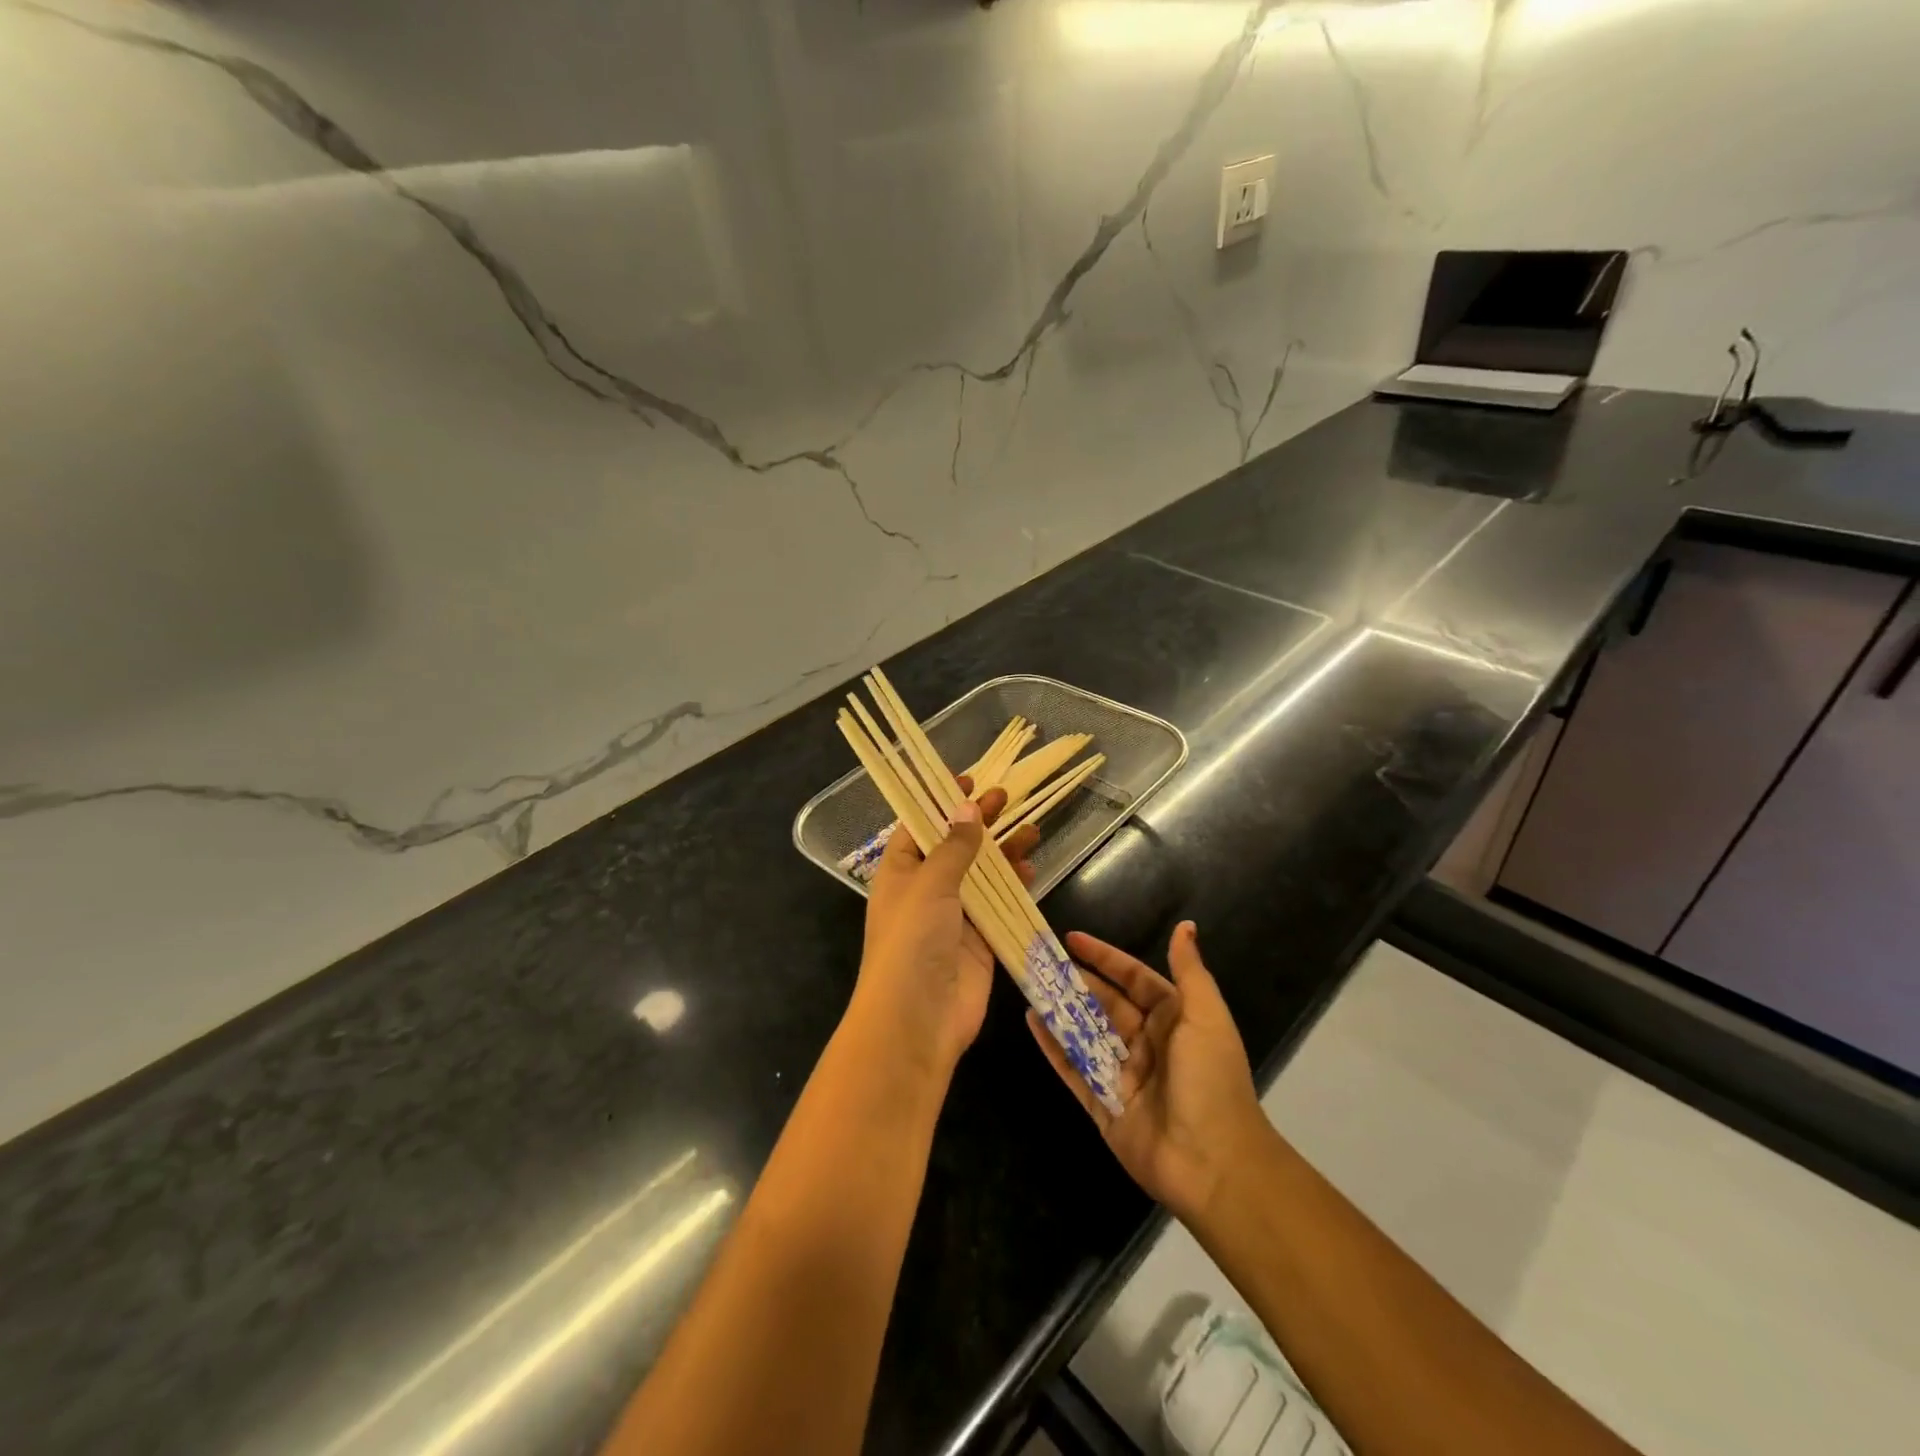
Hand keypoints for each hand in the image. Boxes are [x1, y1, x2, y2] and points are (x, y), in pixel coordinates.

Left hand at [851, 781, 1039, 1081]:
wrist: (917, 1020)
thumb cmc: (911, 941)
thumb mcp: (929, 884)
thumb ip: (954, 846)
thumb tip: (967, 807)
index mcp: (900, 871)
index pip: (919, 825)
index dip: (940, 801)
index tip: (967, 779)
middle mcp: (925, 889)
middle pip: (955, 845)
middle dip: (978, 821)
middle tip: (1005, 797)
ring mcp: (954, 915)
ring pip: (982, 873)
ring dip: (1003, 851)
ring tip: (1031, 828)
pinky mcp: (979, 939)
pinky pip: (999, 903)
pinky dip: (1014, 885)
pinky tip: (1030, 868)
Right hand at [1026, 921, 1269, 1223]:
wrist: (1214, 1164)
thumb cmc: (1211, 1080)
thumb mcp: (1207, 1017)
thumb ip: (1189, 971)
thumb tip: (1186, 926)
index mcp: (1173, 1020)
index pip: (1134, 979)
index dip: (1105, 958)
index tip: (1072, 938)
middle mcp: (1147, 1043)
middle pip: (1105, 1004)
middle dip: (1076, 982)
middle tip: (1040, 961)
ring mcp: (1122, 1075)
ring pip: (1085, 1033)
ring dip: (1060, 1009)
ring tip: (1029, 983)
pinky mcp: (1103, 1105)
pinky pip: (1073, 1069)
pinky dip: (1052, 1045)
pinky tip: (1032, 1021)